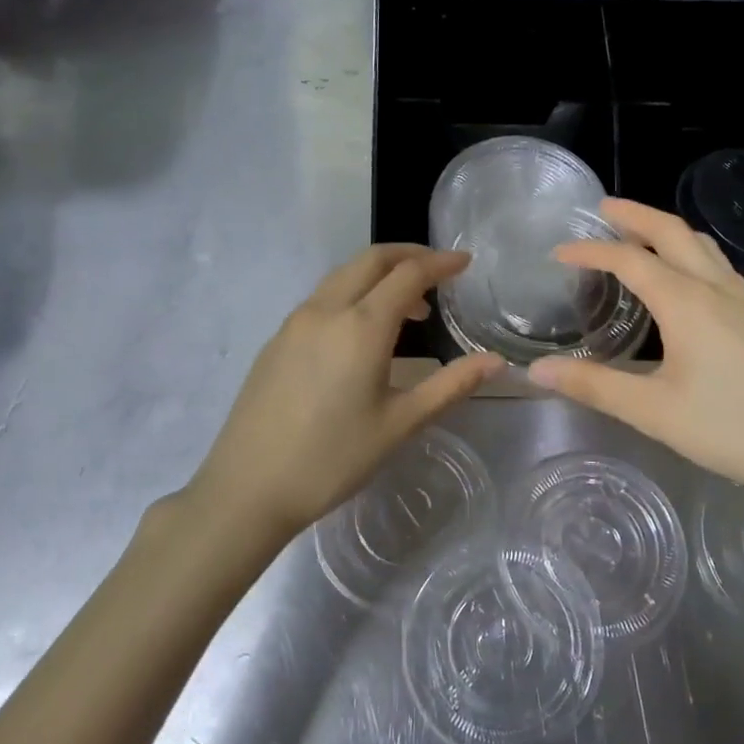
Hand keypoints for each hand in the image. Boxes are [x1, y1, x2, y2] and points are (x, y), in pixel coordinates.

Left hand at [185, 245, 503, 541]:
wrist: (247, 488)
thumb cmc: (332, 459)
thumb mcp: (399, 424)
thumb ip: (451, 385)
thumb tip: (497, 361)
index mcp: (361, 326)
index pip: (408, 274)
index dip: (440, 263)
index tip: (465, 262)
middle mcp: (325, 310)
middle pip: (371, 260)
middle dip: (408, 255)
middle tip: (439, 271)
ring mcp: (295, 322)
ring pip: (343, 276)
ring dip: (379, 276)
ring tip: (408, 308)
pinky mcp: (277, 339)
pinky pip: (323, 298)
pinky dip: (353, 294)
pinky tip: (362, 332)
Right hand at [529, 198, 743, 518]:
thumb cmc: (732, 429)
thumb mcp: (653, 412)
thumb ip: (594, 385)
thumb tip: (537, 371)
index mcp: (686, 302)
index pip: (628, 259)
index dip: (590, 251)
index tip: (558, 253)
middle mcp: (716, 287)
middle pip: (671, 232)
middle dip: (635, 214)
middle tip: (602, 208)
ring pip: (700, 243)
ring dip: (665, 229)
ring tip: (638, 233)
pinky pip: (717, 263)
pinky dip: (688, 250)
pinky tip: (684, 276)